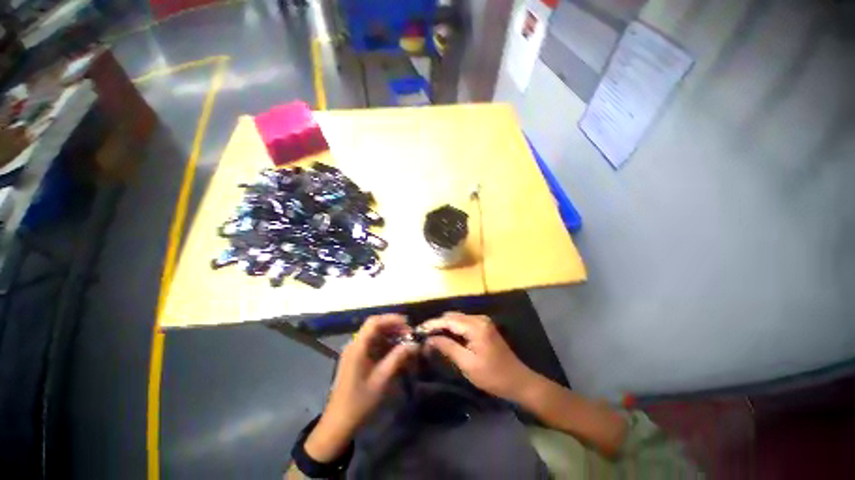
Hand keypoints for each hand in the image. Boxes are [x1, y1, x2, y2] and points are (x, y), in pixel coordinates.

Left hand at [305, 314, 416, 460]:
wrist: (339, 424)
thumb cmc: (360, 402)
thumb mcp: (381, 379)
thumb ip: (398, 358)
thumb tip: (414, 344)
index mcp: (358, 347)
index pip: (374, 322)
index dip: (391, 319)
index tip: (408, 324)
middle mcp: (354, 345)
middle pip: (375, 327)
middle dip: (393, 327)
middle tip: (409, 335)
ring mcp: (354, 352)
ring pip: (374, 335)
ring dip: (390, 336)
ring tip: (405, 343)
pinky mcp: (356, 360)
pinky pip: (372, 345)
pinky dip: (385, 345)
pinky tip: (395, 352)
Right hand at [420, 312, 534, 401]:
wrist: (518, 381)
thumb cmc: (492, 376)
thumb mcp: (467, 364)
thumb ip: (447, 347)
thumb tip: (429, 339)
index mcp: (475, 326)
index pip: (448, 320)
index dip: (432, 324)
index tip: (418, 330)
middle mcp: (479, 318)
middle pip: (452, 316)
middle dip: (437, 325)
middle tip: (424, 336)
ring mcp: (482, 321)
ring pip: (457, 319)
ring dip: (445, 326)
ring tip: (431, 337)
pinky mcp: (484, 327)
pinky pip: (464, 323)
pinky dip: (453, 329)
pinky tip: (446, 337)